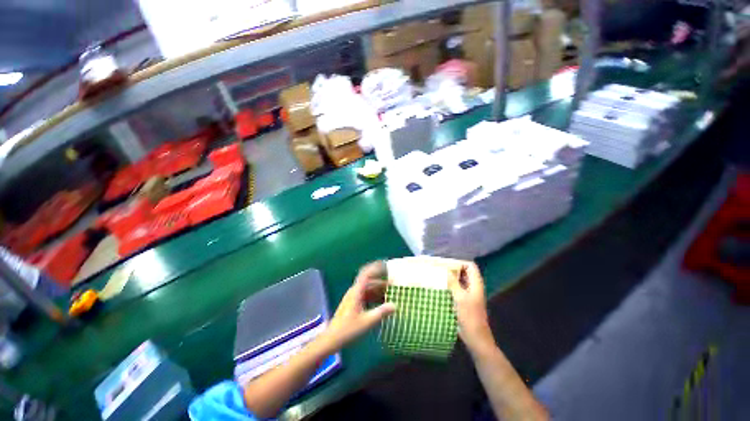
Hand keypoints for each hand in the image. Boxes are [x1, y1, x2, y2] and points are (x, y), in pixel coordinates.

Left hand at [323, 262, 395, 351]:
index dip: (375, 268)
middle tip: (394, 284)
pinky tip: (382, 303)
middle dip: (381, 282)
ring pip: (368, 289)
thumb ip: (381, 312)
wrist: (331, 339)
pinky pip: (366, 296)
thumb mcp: (367, 321)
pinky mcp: (353, 304)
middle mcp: (354, 291)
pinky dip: (375, 297)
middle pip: (369, 282)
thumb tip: (395, 305)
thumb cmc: (348, 329)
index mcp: (356, 291)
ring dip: (379, 290)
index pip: (366, 274)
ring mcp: (353, 297)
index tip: (385, 264)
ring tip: (391, 293)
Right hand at [446, 261, 494, 354]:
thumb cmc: (469, 316)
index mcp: (476, 283)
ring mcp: (468, 294)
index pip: (470, 266)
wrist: (475, 337)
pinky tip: (440, 287)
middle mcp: (473, 286)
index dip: (460, 263)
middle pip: (464, 272)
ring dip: (450, 278)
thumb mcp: (460, 297)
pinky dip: (449, 286)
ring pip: (459, 280)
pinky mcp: (463, 301)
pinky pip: (456, 289)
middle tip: (439, 269)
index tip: (447, 265)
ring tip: (437, 276)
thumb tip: (445, 270)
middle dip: (452, 269)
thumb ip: (453, 282)